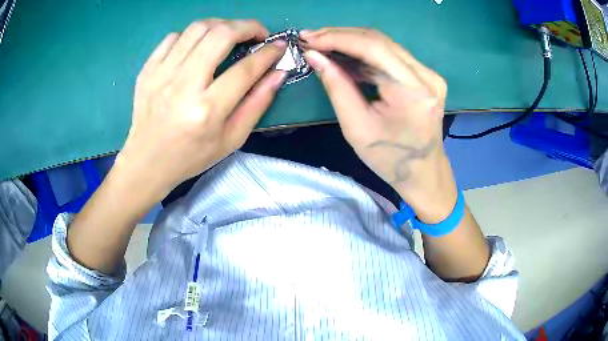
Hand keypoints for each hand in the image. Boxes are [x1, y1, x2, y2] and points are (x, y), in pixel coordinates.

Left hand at [115, 19, 286, 204]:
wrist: (148, 161)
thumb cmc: (191, 156)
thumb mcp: (232, 139)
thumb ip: (257, 104)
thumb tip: (278, 72)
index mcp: (207, 110)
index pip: (245, 69)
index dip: (268, 53)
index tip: (279, 45)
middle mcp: (183, 86)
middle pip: (221, 35)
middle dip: (248, 26)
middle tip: (258, 33)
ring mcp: (161, 74)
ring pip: (198, 28)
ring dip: (222, 25)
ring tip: (231, 34)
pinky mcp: (148, 69)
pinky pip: (174, 37)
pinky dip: (193, 35)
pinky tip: (199, 46)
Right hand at [302, 28, 455, 220]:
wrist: (424, 174)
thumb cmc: (390, 160)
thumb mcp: (357, 128)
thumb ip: (336, 87)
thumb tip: (315, 56)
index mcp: (413, 91)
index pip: (373, 48)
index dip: (338, 38)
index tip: (308, 38)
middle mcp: (426, 75)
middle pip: (379, 40)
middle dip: (341, 36)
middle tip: (311, 38)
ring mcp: (428, 74)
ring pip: (384, 45)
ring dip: (351, 42)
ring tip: (322, 45)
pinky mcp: (424, 76)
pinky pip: (390, 56)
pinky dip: (364, 54)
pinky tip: (343, 56)